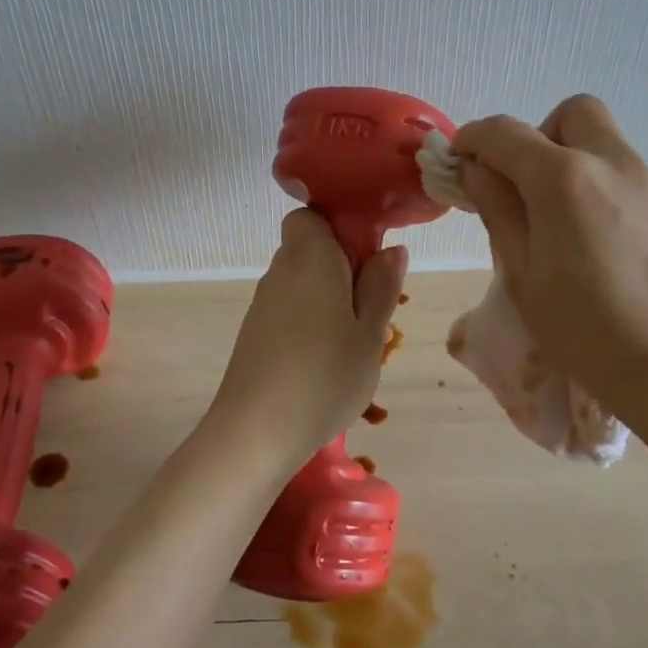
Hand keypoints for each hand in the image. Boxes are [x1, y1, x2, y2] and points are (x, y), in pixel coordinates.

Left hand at [208, 210, 406, 463]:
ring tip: (357, 339)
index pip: (313, 215)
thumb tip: (392, 250)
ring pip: (304, 282)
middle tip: (374, 306)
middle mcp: (280, 271)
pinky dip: (312, 320)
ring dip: (331, 297)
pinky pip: (291, 308)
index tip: (371, 258)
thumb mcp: (369, 334)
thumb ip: (381, 287)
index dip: (342, 227)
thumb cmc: (324, 377)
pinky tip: (328, 358)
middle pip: (311, 249)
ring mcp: (264, 304)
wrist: (255, 432)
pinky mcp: (255, 333)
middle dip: (344, 266)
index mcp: (309, 258)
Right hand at [451, 95, 647, 413]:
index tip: (460, 159)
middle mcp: (614, 166)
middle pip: (573, 114)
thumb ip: (498, 211)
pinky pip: (633, 181)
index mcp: (564, 179)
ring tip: (564, 226)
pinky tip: (606, 249)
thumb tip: (479, 171)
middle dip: (538, 135)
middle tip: (524, 184)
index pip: (505, 133)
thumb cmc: (584, 332)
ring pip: (608, 146)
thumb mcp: (523, 275)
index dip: (473, 138)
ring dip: (575, 163)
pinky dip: (606, 191)